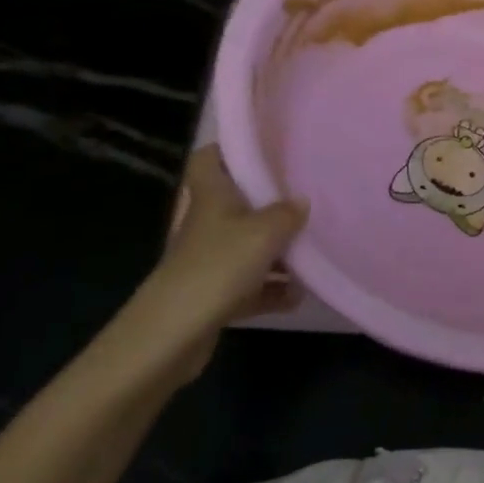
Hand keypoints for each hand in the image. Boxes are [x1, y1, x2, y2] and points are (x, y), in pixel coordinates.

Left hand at [87, 146, 306, 391]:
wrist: (172, 335)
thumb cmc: (218, 267)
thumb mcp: (264, 232)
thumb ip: (287, 213)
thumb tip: (301, 201)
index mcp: (211, 197)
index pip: (209, 158)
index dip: (230, 149)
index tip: (265, 147)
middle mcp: (207, 223)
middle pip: (236, 203)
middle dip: (269, 204)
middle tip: (304, 199)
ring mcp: (208, 261)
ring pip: (247, 246)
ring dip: (276, 252)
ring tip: (311, 254)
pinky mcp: (212, 295)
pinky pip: (249, 285)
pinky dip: (271, 289)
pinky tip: (297, 295)